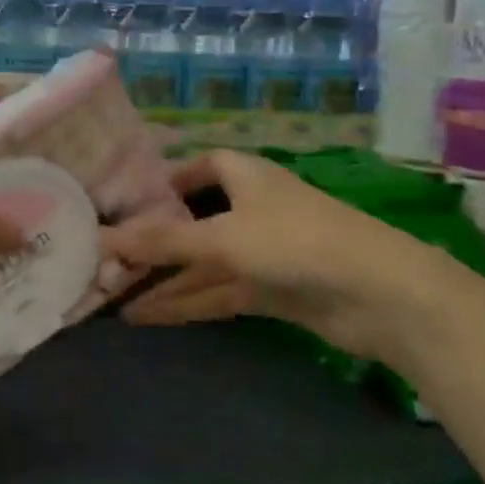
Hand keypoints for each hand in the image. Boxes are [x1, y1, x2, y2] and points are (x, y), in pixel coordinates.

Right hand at [105, 149, 454, 366]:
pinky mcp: (271, 290)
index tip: (127, 199)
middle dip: (154, 240)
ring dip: (163, 280)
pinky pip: (217, 292)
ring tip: (112, 296)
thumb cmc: (296, 242)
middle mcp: (252, 208)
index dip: (166, 179)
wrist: (382, 296)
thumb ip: (162, 241)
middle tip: (106, 258)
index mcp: (245, 176)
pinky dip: (186, 303)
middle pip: (193, 220)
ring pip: (202, 263)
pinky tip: (147, 317)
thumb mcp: (222, 237)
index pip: (200, 166)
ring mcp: (263, 252)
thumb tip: (102, 238)